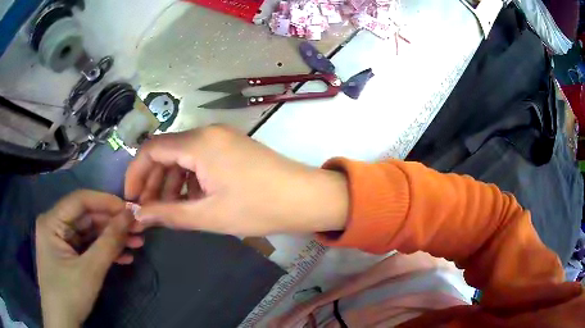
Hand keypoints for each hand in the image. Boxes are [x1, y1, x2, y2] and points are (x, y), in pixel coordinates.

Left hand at [36, 190, 143, 327]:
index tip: (130, 209)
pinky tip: (124, 257)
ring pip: (90, 232)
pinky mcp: (68, 255)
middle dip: (113, 223)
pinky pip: (88, 246)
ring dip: (112, 238)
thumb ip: (109, 242)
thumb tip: (130, 216)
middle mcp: (55, 225)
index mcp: (52, 221)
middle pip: (86, 217)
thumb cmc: (69, 295)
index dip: (106, 202)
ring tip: (137, 243)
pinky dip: (105, 251)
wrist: (63, 322)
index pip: (80, 200)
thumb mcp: (90, 270)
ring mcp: (61, 241)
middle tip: (138, 229)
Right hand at [125, 125, 348, 235]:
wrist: (305, 198)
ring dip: (170, 181)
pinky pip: (199, 159)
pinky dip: (188, 178)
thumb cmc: (258, 208)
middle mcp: (207, 132)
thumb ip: (168, 214)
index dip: (135, 174)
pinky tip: (189, 200)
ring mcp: (221, 138)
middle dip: (152, 181)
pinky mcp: (231, 147)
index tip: (131, 199)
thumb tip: (139, 215)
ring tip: (167, 209)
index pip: (151, 149)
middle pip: (166, 152)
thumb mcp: (208, 216)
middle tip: (148, 209)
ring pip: (182, 156)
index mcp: (199, 143)